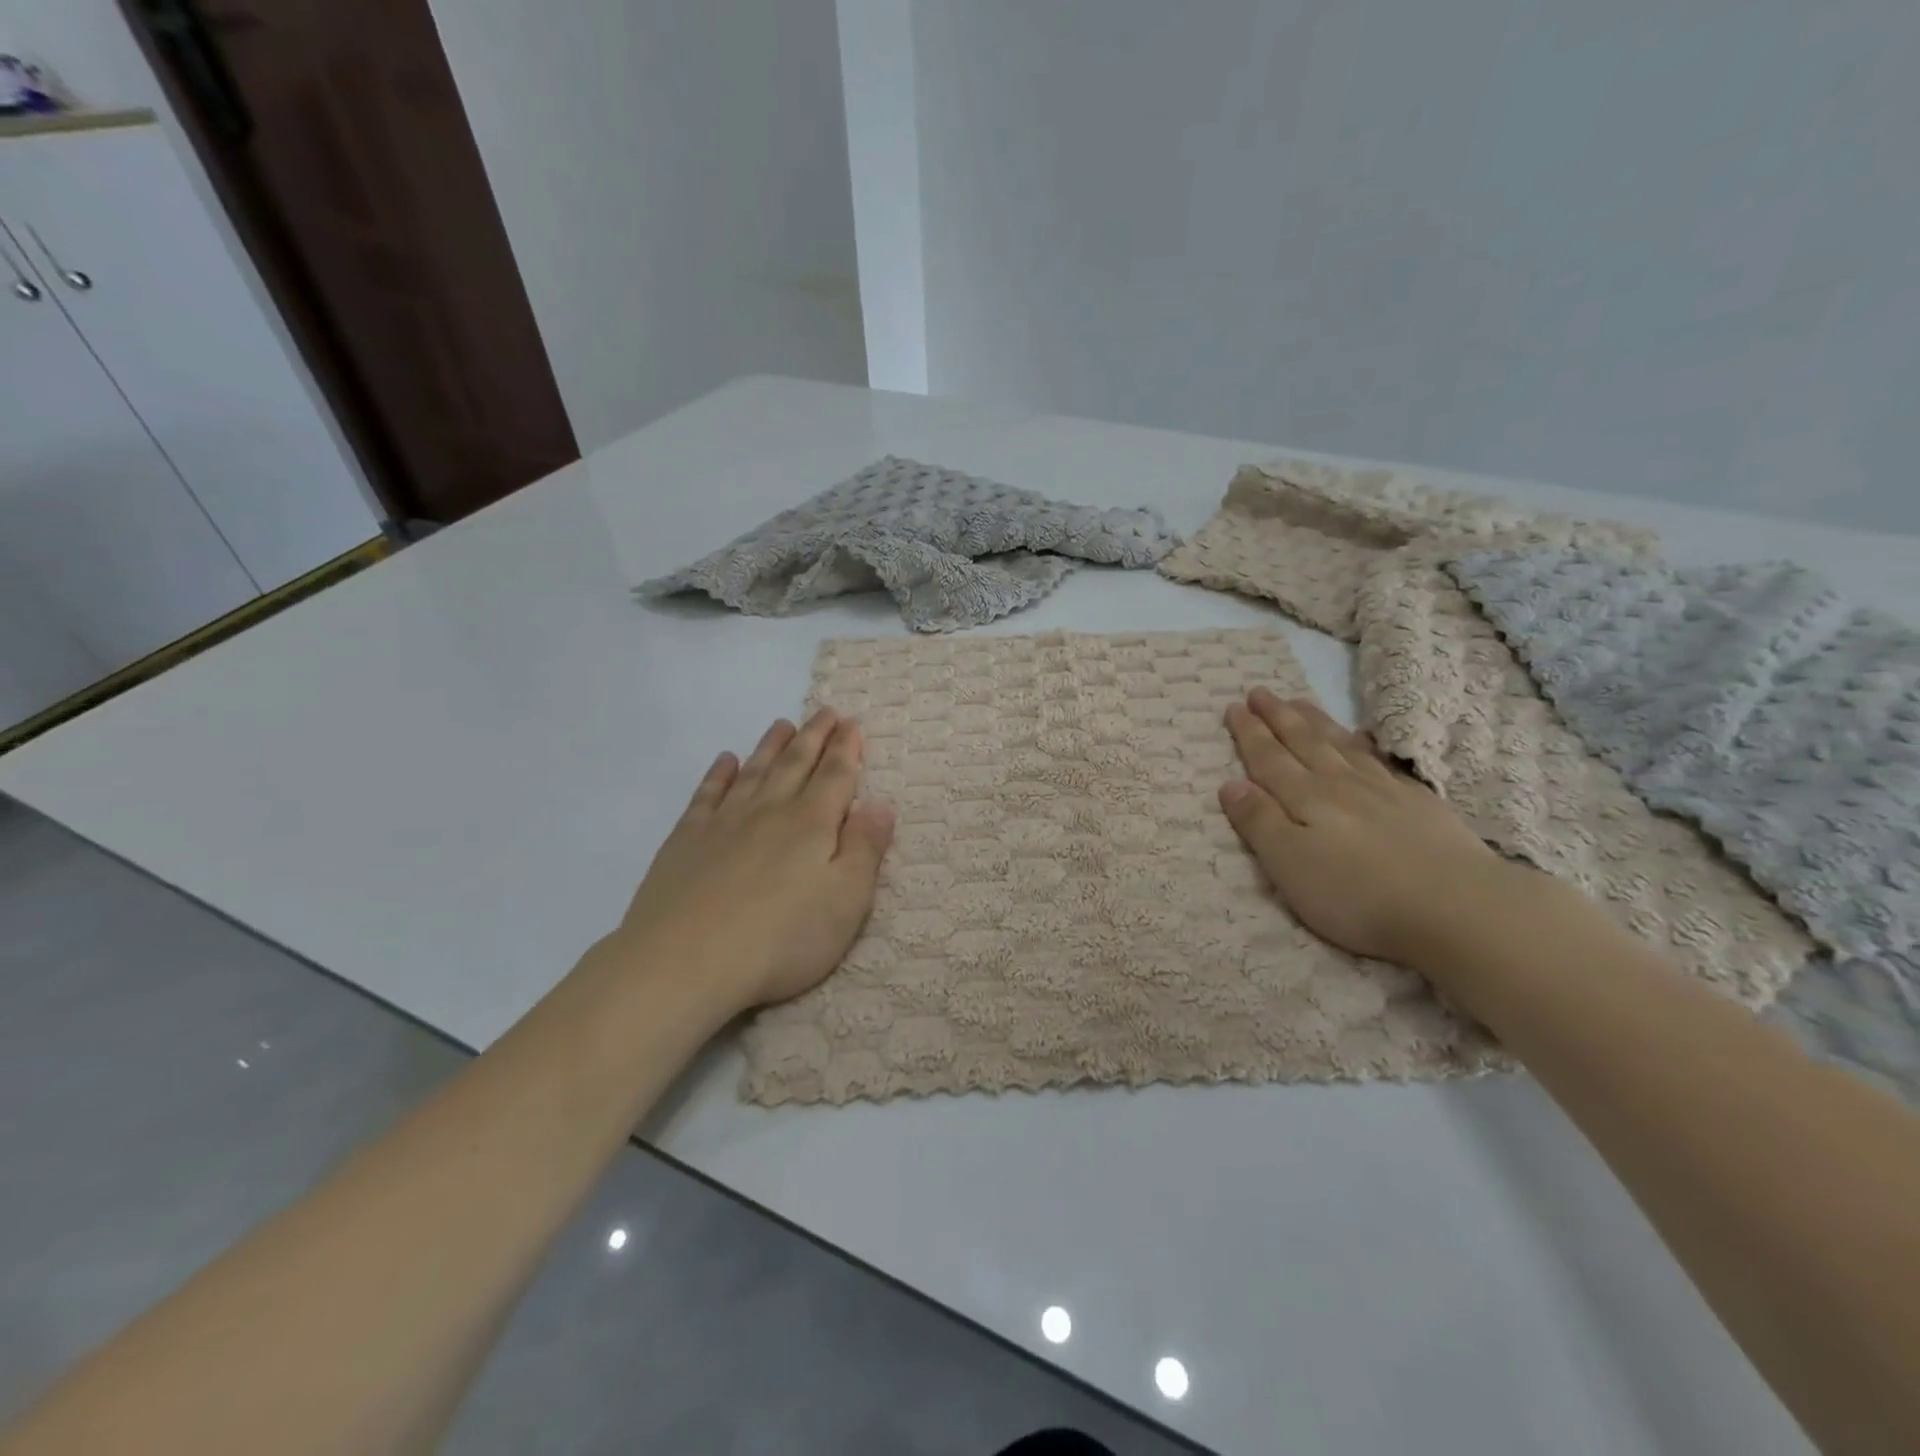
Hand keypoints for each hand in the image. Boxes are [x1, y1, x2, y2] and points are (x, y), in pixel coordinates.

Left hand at [610, 709, 896, 1011]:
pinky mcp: (686, 840)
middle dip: (814, 736)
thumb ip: (864, 849)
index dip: (847, 749)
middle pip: (796, 763)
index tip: (852, 724)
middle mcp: (770, 811)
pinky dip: (719, 774)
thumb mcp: (845, 902)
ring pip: (754, 771)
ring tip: (782, 724)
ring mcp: (724, 822)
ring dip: (771, 745)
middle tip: (826, 712)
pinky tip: (725, 761)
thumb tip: (881, 805)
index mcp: (812, 824)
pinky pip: (707, 794)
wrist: (684, 962)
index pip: (836, 776)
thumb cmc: (780, 939)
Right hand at [1218, 689, 1515, 966]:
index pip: (1269, 759)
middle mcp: (1340, 785)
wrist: (1457, 907)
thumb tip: (1230, 783)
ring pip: (1341, 745)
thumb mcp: (1290, 864)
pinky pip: (1381, 761)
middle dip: (1278, 717)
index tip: (1233, 707)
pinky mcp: (1420, 804)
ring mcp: (1384, 791)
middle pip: (1304, 743)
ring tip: (1299, 703)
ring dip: (1316, 722)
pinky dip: (1364, 744)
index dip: (1249, 733)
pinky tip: (1362, 739)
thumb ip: (1258, 822)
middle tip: (1260, 692)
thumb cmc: (1357, 894)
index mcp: (1305, 799)